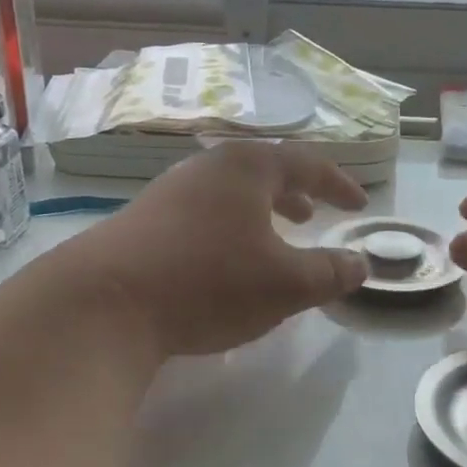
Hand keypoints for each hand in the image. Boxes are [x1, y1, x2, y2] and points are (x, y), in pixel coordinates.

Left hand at [61, 141, 369, 356]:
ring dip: (258, 212)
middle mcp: (206, 168)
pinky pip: (201, 214)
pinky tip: (223, 263)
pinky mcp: (142, 222)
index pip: (306, 163)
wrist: (104, 303)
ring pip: (228, 194)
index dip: (338, 184)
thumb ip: (330, 273)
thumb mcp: (285, 284)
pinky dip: (227, 229)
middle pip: (262, 171)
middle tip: (313, 216)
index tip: (359, 205)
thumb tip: (361, 264)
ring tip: (272, 239)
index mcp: (246, 168)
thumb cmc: (209, 282)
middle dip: (294, 193)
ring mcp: (168, 192)